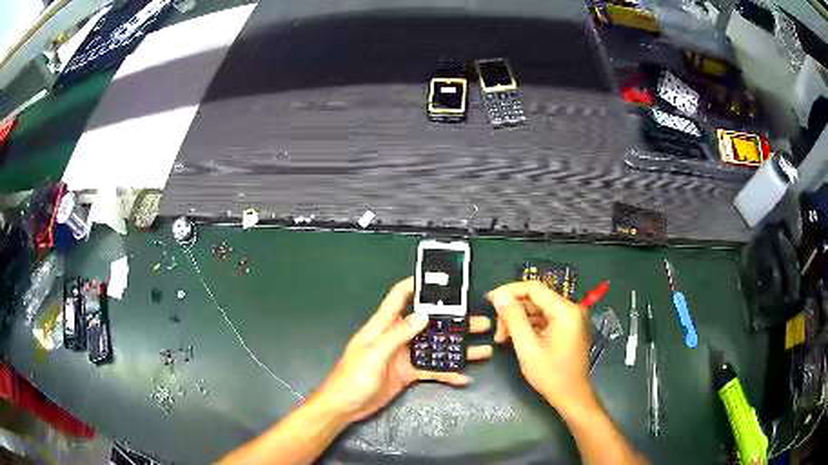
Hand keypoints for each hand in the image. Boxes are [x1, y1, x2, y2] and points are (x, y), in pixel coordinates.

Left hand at [314, 277, 492, 422]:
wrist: (345, 407)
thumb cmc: (353, 377)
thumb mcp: (374, 355)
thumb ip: (397, 335)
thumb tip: (423, 315)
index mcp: (383, 326)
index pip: (399, 298)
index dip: (416, 284)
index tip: (439, 278)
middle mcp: (396, 337)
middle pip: (427, 323)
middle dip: (452, 321)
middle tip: (478, 321)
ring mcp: (404, 356)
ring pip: (434, 347)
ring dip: (456, 348)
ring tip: (482, 349)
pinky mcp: (408, 373)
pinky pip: (431, 370)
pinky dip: (447, 373)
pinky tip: (464, 377)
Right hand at [488, 281, 593, 412]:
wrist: (572, 396)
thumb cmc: (551, 374)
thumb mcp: (527, 347)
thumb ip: (513, 318)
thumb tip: (499, 294)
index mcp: (565, 310)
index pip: (534, 288)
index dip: (510, 291)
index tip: (489, 300)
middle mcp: (571, 309)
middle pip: (536, 299)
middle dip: (513, 311)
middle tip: (497, 330)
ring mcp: (571, 319)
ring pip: (538, 310)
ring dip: (519, 320)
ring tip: (503, 338)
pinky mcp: (568, 328)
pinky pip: (545, 319)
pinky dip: (529, 327)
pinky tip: (516, 339)